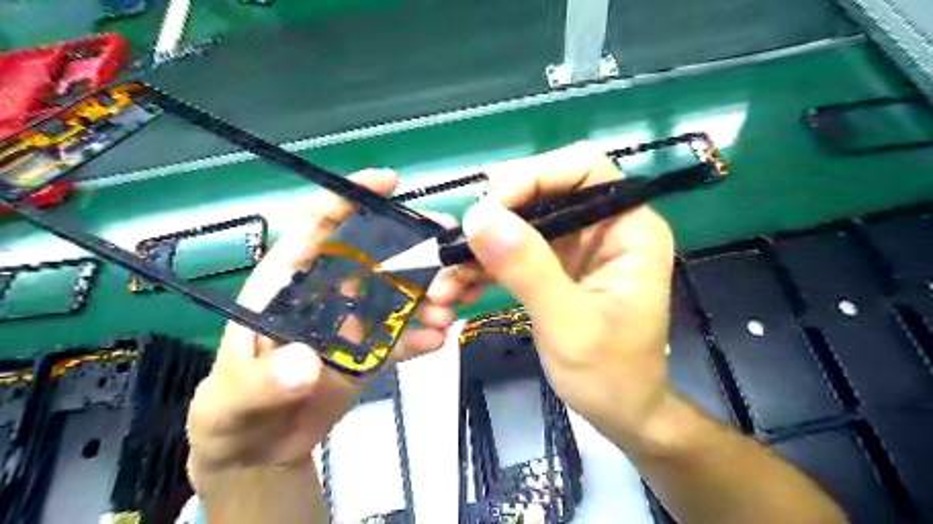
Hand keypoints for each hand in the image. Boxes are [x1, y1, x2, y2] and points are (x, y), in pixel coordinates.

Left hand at [185, 169, 455, 487]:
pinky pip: (400, 336)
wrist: (258, 449)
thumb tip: (305, 363)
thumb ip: (264, 380)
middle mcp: (327, 293)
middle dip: (412, 249)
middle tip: (449, 253)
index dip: (349, 198)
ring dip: (426, 296)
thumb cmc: (232, 409)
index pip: (316, 226)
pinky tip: (437, 340)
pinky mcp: (369, 351)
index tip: (389, 182)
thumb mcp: (234, 396)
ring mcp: (353, 322)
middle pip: (373, 256)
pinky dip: (421, 335)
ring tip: (448, 309)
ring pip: (396, 295)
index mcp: (288, 283)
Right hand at [430, 143, 678, 454]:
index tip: (490, 210)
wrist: (621, 414)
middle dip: (496, 217)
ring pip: (521, 224)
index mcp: (629, 230)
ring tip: (445, 281)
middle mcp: (604, 228)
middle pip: (544, 193)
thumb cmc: (611, 376)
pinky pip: (515, 252)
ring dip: (481, 249)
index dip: (535, 177)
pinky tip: (458, 289)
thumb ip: (528, 269)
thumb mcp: (569, 325)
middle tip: (457, 246)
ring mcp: (578, 248)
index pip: (584, 169)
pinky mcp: (557, 267)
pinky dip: (486, 267)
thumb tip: (481, 217)